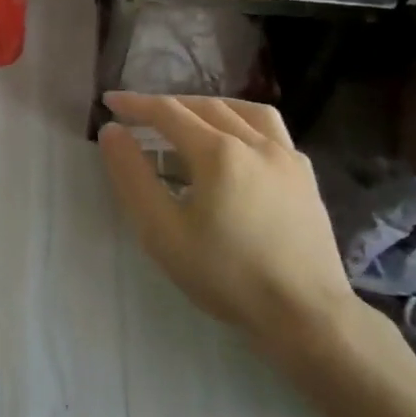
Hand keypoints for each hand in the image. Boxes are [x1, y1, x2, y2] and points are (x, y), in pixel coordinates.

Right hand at [97, 93, 359, 356]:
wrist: (306, 314)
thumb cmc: (226, 275)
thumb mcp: (162, 231)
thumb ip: (132, 176)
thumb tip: (112, 132)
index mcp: (218, 152)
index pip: (168, 112)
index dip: (135, 104)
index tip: (109, 101)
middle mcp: (255, 142)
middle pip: (204, 106)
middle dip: (168, 105)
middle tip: (139, 114)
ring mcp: (287, 156)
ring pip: (243, 111)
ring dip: (208, 107)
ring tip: (188, 119)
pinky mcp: (306, 175)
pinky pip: (271, 131)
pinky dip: (243, 123)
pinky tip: (235, 146)